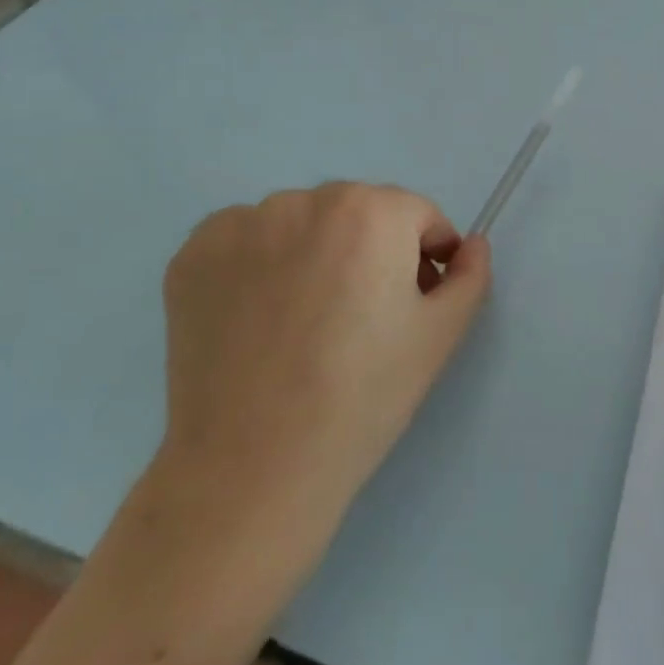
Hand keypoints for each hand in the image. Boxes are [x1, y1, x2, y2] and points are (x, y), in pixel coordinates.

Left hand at [154, 182, 491, 545]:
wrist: (255, 465)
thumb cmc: (364, 396)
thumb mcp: (441, 335)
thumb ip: (471, 275)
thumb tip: (471, 245)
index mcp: (370, 211)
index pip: (417, 216)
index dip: (426, 259)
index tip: (416, 305)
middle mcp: (303, 199)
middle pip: (359, 213)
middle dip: (373, 251)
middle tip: (364, 319)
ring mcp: (239, 224)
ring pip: (302, 224)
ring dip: (316, 253)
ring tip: (307, 323)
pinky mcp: (192, 255)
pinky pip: (247, 242)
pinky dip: (261, 265)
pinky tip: (261, 319)